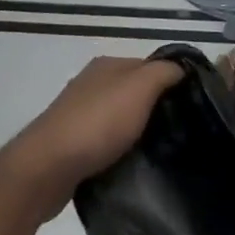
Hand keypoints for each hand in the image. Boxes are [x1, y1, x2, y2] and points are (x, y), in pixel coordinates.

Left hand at [0, 57, 181, 221]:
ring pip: (119, 117)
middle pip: (134, 92)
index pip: (151, 66)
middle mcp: (91, 83)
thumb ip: (164, 72)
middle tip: (177, 130)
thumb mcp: (141, 87)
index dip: (172, 83)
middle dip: (154, 109)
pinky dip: (117, 149)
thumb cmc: (97, 123)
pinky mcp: (69, 143)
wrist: (44, 169)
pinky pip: (104, 141)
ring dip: (136, 131)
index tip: (190, 107)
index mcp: (107, 65)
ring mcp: (77, 114)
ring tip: (156, 151)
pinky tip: (128, 162)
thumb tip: (181, 69)